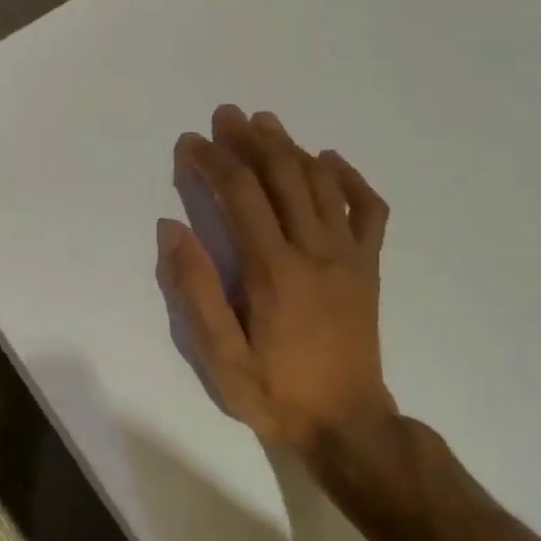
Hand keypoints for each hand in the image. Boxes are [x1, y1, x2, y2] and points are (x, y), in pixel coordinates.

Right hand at [159, 105, 396, 460]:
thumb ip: (194, 289)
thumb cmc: (275, 391)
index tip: (189, 142)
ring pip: (321, 184)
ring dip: (291, 147)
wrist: (348, 426)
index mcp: (274, 269)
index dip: (213, 161)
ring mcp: (349, 256)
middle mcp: (315, 250)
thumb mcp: (220, 355)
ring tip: (265, 123)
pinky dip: (350, 179)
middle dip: (250, 140)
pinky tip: (330, 161)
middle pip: (283, 176)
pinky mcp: (369, 267)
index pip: (241, 195)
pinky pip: (369, 210)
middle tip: (226, 115)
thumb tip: (171, 228)